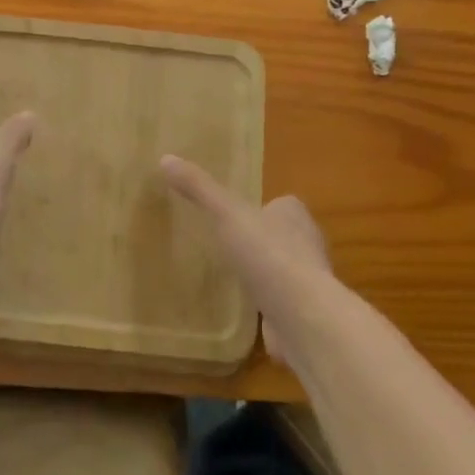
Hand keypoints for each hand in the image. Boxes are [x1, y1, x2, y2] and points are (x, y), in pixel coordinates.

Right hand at [160, 155, 331, 361]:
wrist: (301, 315)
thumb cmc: (268, 253)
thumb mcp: (226, 213)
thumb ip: (199, 188)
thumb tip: (166, 158)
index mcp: (295, 215)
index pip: (283, 204)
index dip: (263, 207)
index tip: (236, 215)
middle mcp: (308, 244)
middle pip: (284, 236)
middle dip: (262, 240)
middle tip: (231, 244)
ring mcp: (308, 281)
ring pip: (284, 269)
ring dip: (265, 272)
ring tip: (234, 275)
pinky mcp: (303, 313)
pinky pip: (282, 302)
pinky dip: (267, 305)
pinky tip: (246, 310)